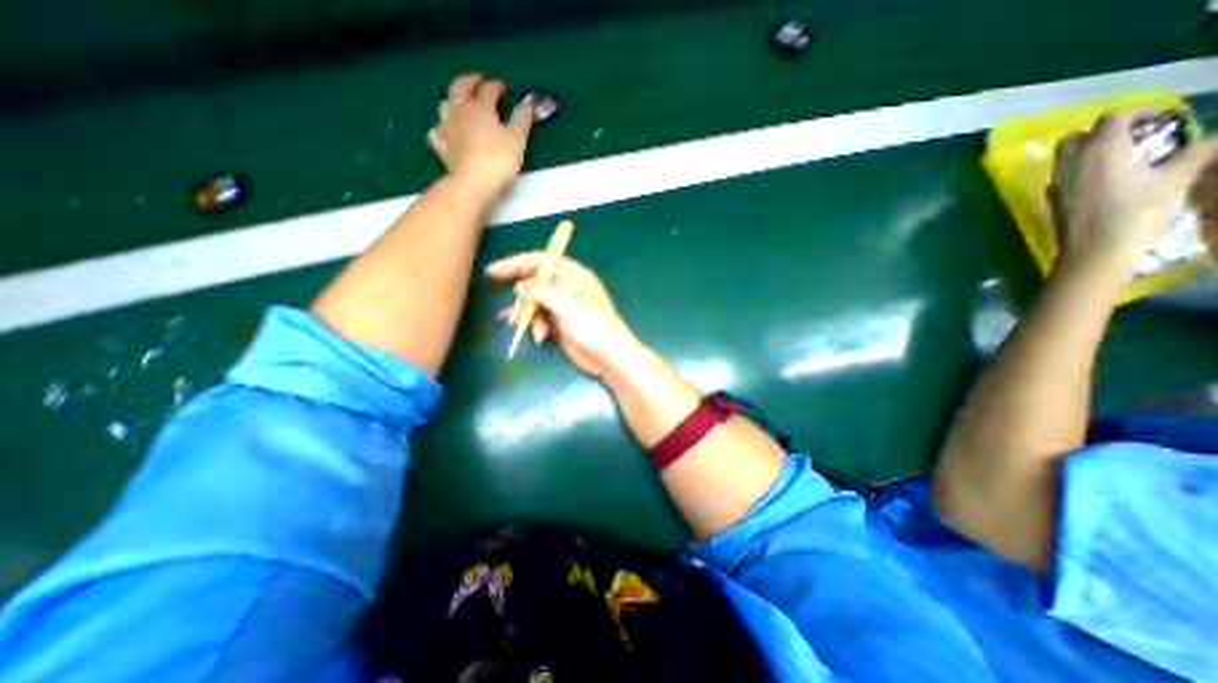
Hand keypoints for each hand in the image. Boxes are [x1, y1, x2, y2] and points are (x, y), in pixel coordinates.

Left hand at [428, 76, 533, 203]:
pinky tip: (447, 130)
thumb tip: (528, 104)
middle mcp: (460, 110)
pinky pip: (438, 130)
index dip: (497, 86)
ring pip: (445, 104)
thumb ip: (522, 119)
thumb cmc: (498, 160)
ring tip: (462, 102)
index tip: (504, 88)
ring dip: (454, 99)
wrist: (472, 184)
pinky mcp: (440, 146)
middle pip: (460, 87)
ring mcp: (446, 127)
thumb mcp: (517, 140)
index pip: (489, 89)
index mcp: (480, 106)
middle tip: (479, 81)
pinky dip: (442, 126)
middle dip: (470, 81)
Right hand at [484, 250, 640, 374]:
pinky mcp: (558, 323)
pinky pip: (537, 318)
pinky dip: (532, 325)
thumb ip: (541, 292)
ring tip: (538, 333)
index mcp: (572, 275)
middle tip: (520, 316)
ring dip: (530, 317)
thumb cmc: (592, 326)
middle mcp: (565, 287)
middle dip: (523, 299)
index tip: (492, 272)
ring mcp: (561, 306)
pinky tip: (530, 334)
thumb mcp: (566, 305)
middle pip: (533, 283)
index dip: (515, 263)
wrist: (608, 356)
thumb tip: (519, 288)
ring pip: (533, 303)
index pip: (539, 261)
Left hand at [1046, 105, 1216, 271]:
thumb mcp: (1175, 180)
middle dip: (1103, 131)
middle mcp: (1070, 164)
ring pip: (1064, 157)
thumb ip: (1196, 153)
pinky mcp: (1051, 200)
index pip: (1110, 118)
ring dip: (1089, 151)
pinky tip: (1105, 179)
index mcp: (1099, 152)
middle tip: (1136, 137)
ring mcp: (1055, 183)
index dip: (1137, 113)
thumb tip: (1216, 136)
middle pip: (1077, 136)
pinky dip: (1079, 169)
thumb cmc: (1135, 214)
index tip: (1161, 119)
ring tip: (1124, 158)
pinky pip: (1061, 176)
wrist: (1092, 252)